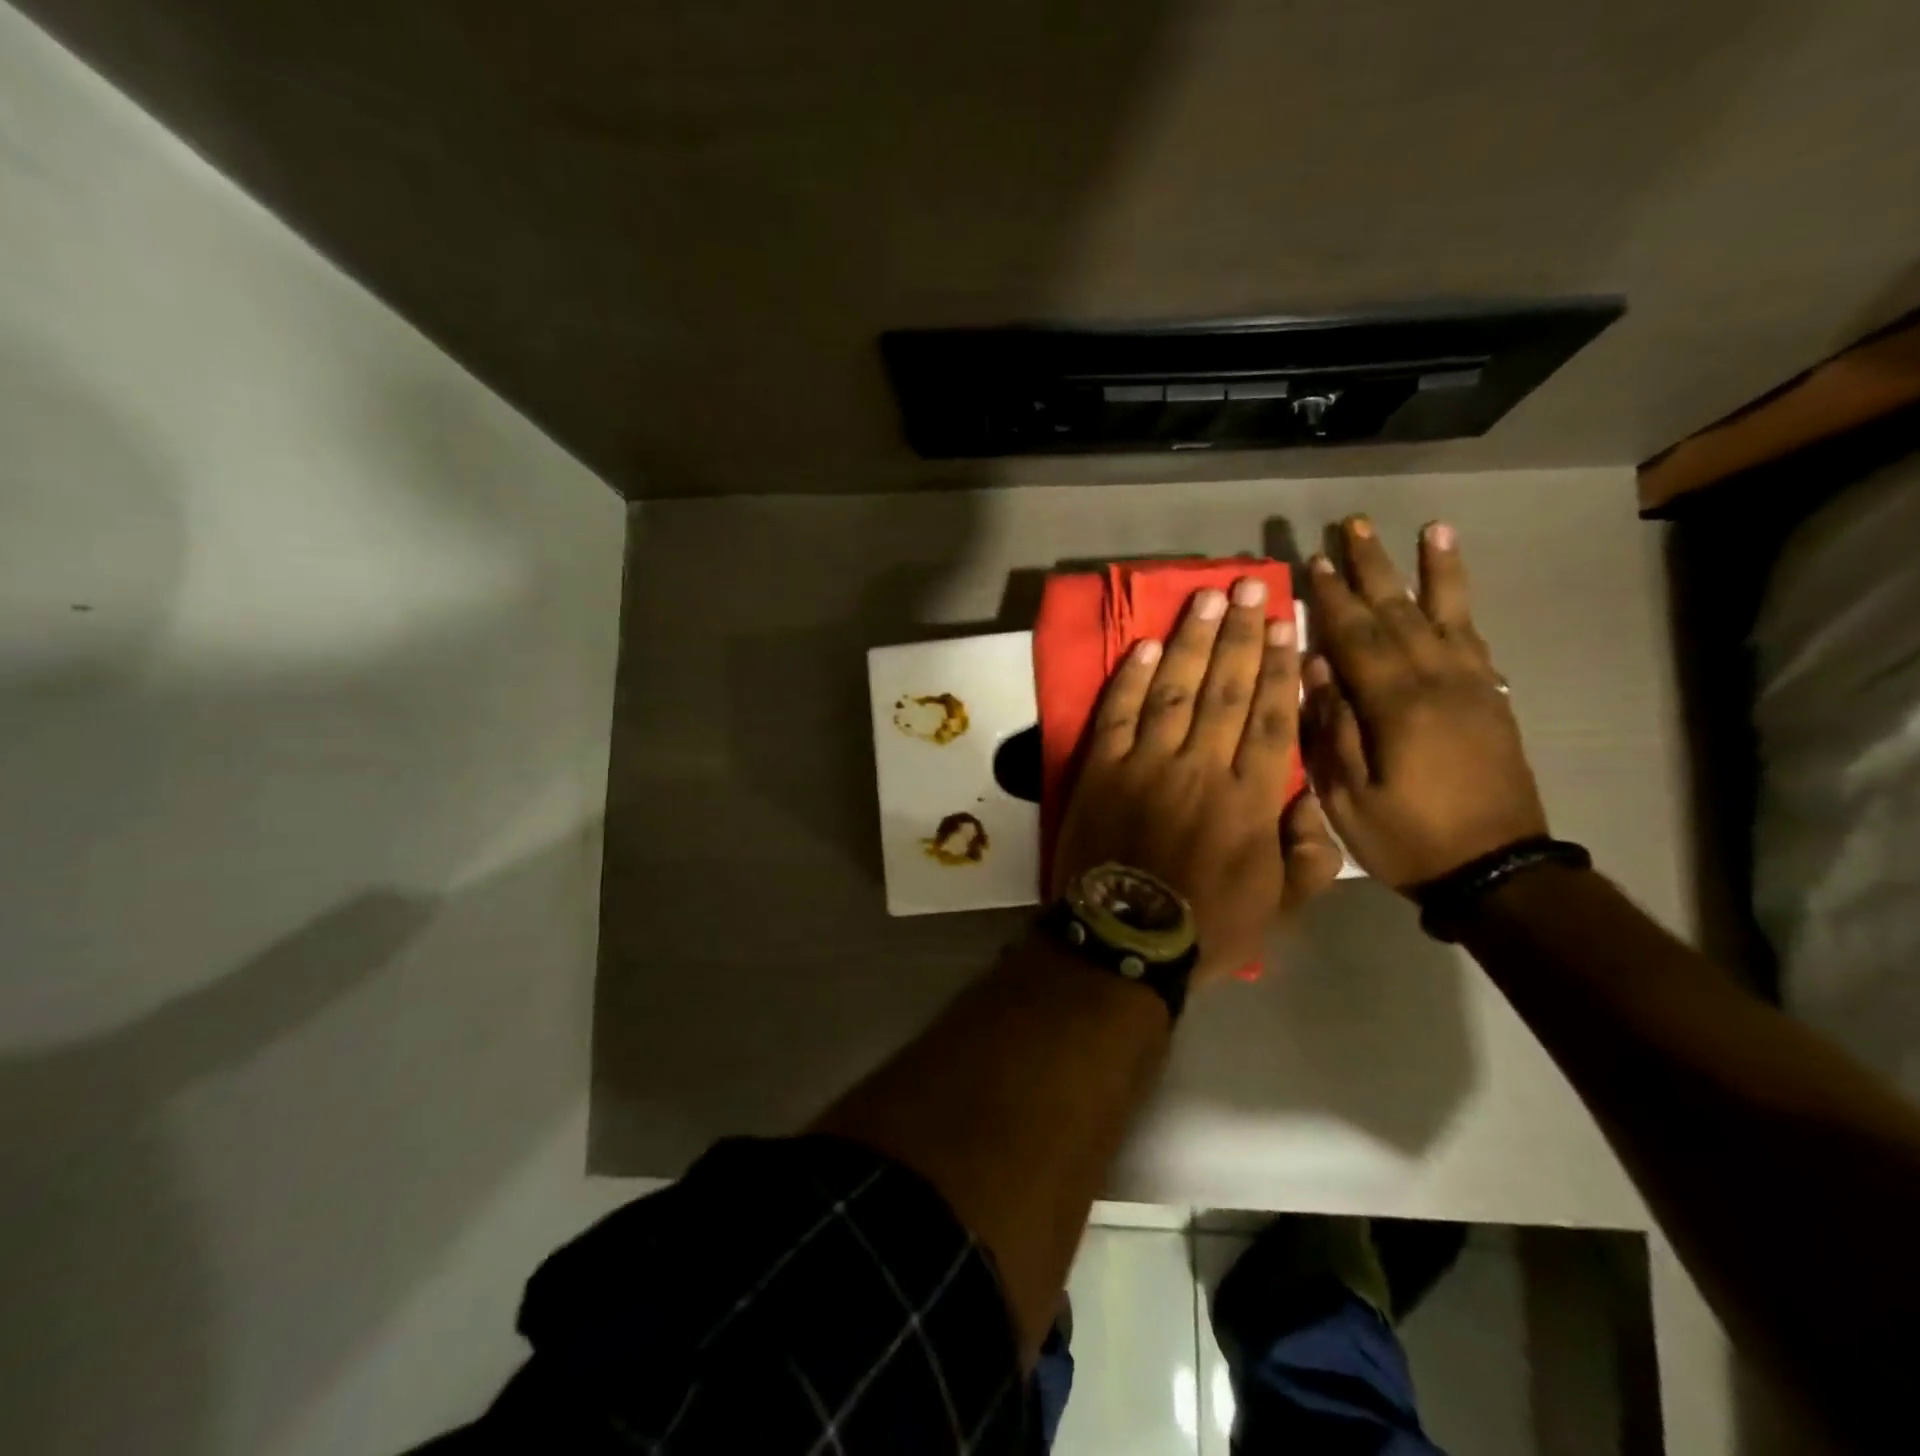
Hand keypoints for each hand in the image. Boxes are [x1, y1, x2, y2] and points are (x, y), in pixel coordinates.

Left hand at [1052, 577, 1342, 985]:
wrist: (1123, 942)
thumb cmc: (1206, 928)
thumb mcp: (1279, 908)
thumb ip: (1307, 856)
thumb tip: (1311, 803)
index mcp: (1250, 801)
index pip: (1270, 719)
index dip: (1280, 669)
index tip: (1287, 626)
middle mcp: (1201, 769)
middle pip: (1226, 690)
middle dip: (1241, 635)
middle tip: (1251, 586)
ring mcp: (1147, 765)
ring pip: (1176, 691)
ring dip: (1193, 641)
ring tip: (1208, 598)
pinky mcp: (1102, 769)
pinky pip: (1120, 714)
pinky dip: (1133, 679)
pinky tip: (1148, 646)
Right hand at [1300, 517, 1547, 891]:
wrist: (1499, 871)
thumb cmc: (1409, 838)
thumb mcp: (1348, 797)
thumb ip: (1331, 729)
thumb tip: (1316, 669)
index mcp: (1397, 706)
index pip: (1357, 637)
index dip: (1332, 598)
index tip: (1312, 560)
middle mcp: (1439, 682)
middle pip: (1400, 612)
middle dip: (1373, 567)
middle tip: (1353, 525)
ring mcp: (1472, 687)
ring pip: (1446, 615)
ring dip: (1432, 571)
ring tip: (1429, 529)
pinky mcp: (1492, 699)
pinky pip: (1475, 640)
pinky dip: (1464, 607)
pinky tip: (1454, 588)